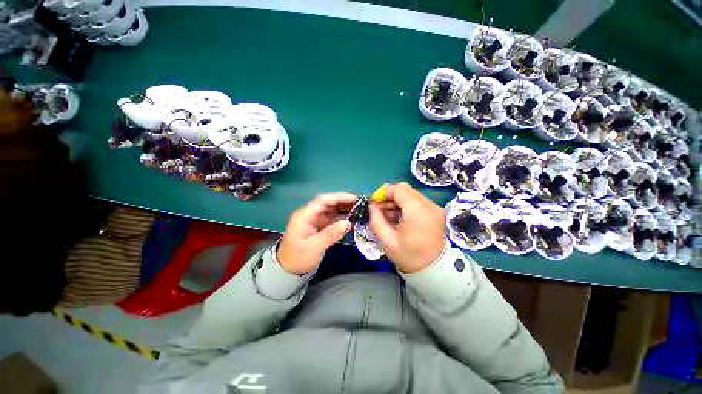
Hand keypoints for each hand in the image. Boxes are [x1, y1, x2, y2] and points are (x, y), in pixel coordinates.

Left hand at [277, 193, 356, 274]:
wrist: (288, 272)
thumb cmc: (298, 259)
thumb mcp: (314, 247)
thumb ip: (331, 234)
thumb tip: (348, 222)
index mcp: (304, 215)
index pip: (322, 200)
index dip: (338, 197)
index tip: (354, 199)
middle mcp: (310, 215)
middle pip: (328, 204)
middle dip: (343, 202)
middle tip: (360, 204)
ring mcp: (314, 221)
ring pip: (331, 211)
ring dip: (344, 210)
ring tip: (359, 210)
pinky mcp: (319, 227)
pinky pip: (332, 219)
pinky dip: (341, 219)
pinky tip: (351, 219)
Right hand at [369, 182, 445, 273]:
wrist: (433, 270)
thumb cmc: (409, 257)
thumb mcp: (387, 241)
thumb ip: (377, 220)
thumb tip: (371, 206)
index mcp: (418, 212)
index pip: (399, 189)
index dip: (384, 192)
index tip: (374, 202)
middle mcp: (429, 205)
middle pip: (405, 189)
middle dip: (389, 196)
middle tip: (379, 209)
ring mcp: (434, 208)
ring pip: (410, 194)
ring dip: (396, 201)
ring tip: (387, 214)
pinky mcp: (435, 212)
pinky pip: (416, 201)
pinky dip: (405, 205)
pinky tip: (398, 216)